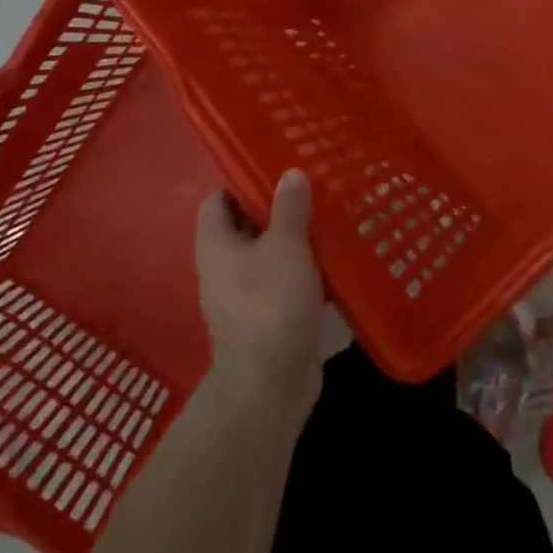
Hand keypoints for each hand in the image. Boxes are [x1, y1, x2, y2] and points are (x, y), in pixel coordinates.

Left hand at [195, 170, 325, 413]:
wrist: (270, 384)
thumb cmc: (270, 302)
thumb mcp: (285, 245)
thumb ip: (289, 207)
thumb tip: (290, 172)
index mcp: (216, 245)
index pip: (217, 200)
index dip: (241, 181)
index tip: (275, 167)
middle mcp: (224, 268)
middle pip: (246, 226)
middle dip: (277, 208)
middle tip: (312, 187)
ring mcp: (245, 296)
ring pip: (269, 255)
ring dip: (295, 239)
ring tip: (330, 216)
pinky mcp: (269, 318)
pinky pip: (286, 282)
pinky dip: (306, 270)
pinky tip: (335, 258)